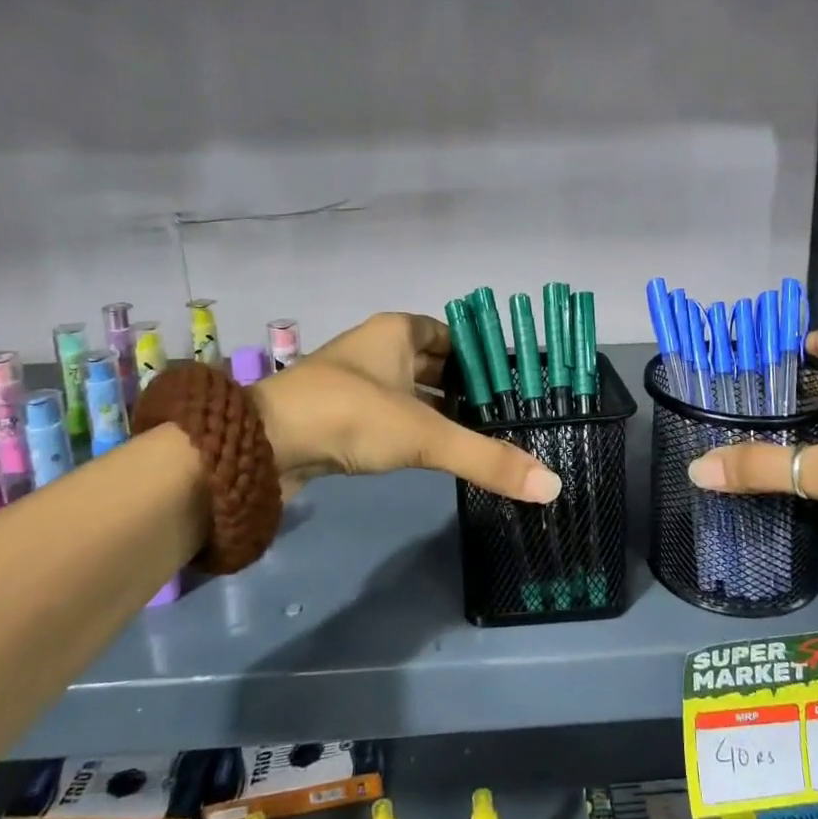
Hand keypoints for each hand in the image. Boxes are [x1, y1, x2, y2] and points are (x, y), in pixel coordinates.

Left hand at [250, 313, 560, 503]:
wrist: (263, 446)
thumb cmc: (350, 415)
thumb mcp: (426, 435)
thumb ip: (488, 458)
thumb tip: (553, 486)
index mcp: (397, 332)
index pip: (452, 334)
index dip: (482, 355)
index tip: (515, 383)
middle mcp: (377, 349)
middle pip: (435, 363)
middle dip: (467, 386)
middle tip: (508, 414)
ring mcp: (356, 382)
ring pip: (412, 391)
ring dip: (442, 410)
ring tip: (484, 435)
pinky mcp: (341, 415)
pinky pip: (392, 415)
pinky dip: (416, 428)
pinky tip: (439, 451)